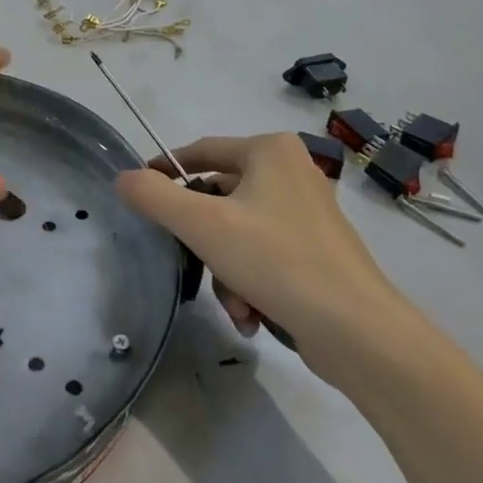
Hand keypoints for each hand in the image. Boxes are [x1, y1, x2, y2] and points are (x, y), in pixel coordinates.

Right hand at [114, 133, 421, 383]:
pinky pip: (264, 255)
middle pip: (219, 198)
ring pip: (238, 233)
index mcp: (270, 151)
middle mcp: (292, 172)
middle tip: (193, 264)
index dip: (165, 172)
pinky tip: (253, 317)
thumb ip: (155, 196)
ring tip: (236, 306)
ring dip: (225, 271)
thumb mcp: (203, 225)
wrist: (358, 332)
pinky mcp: (318, 251)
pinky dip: (250, 283)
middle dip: (203, 241)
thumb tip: (123, 177)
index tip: (139, 195)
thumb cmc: (276, 261)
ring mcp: (308, 213)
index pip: (201, 152)